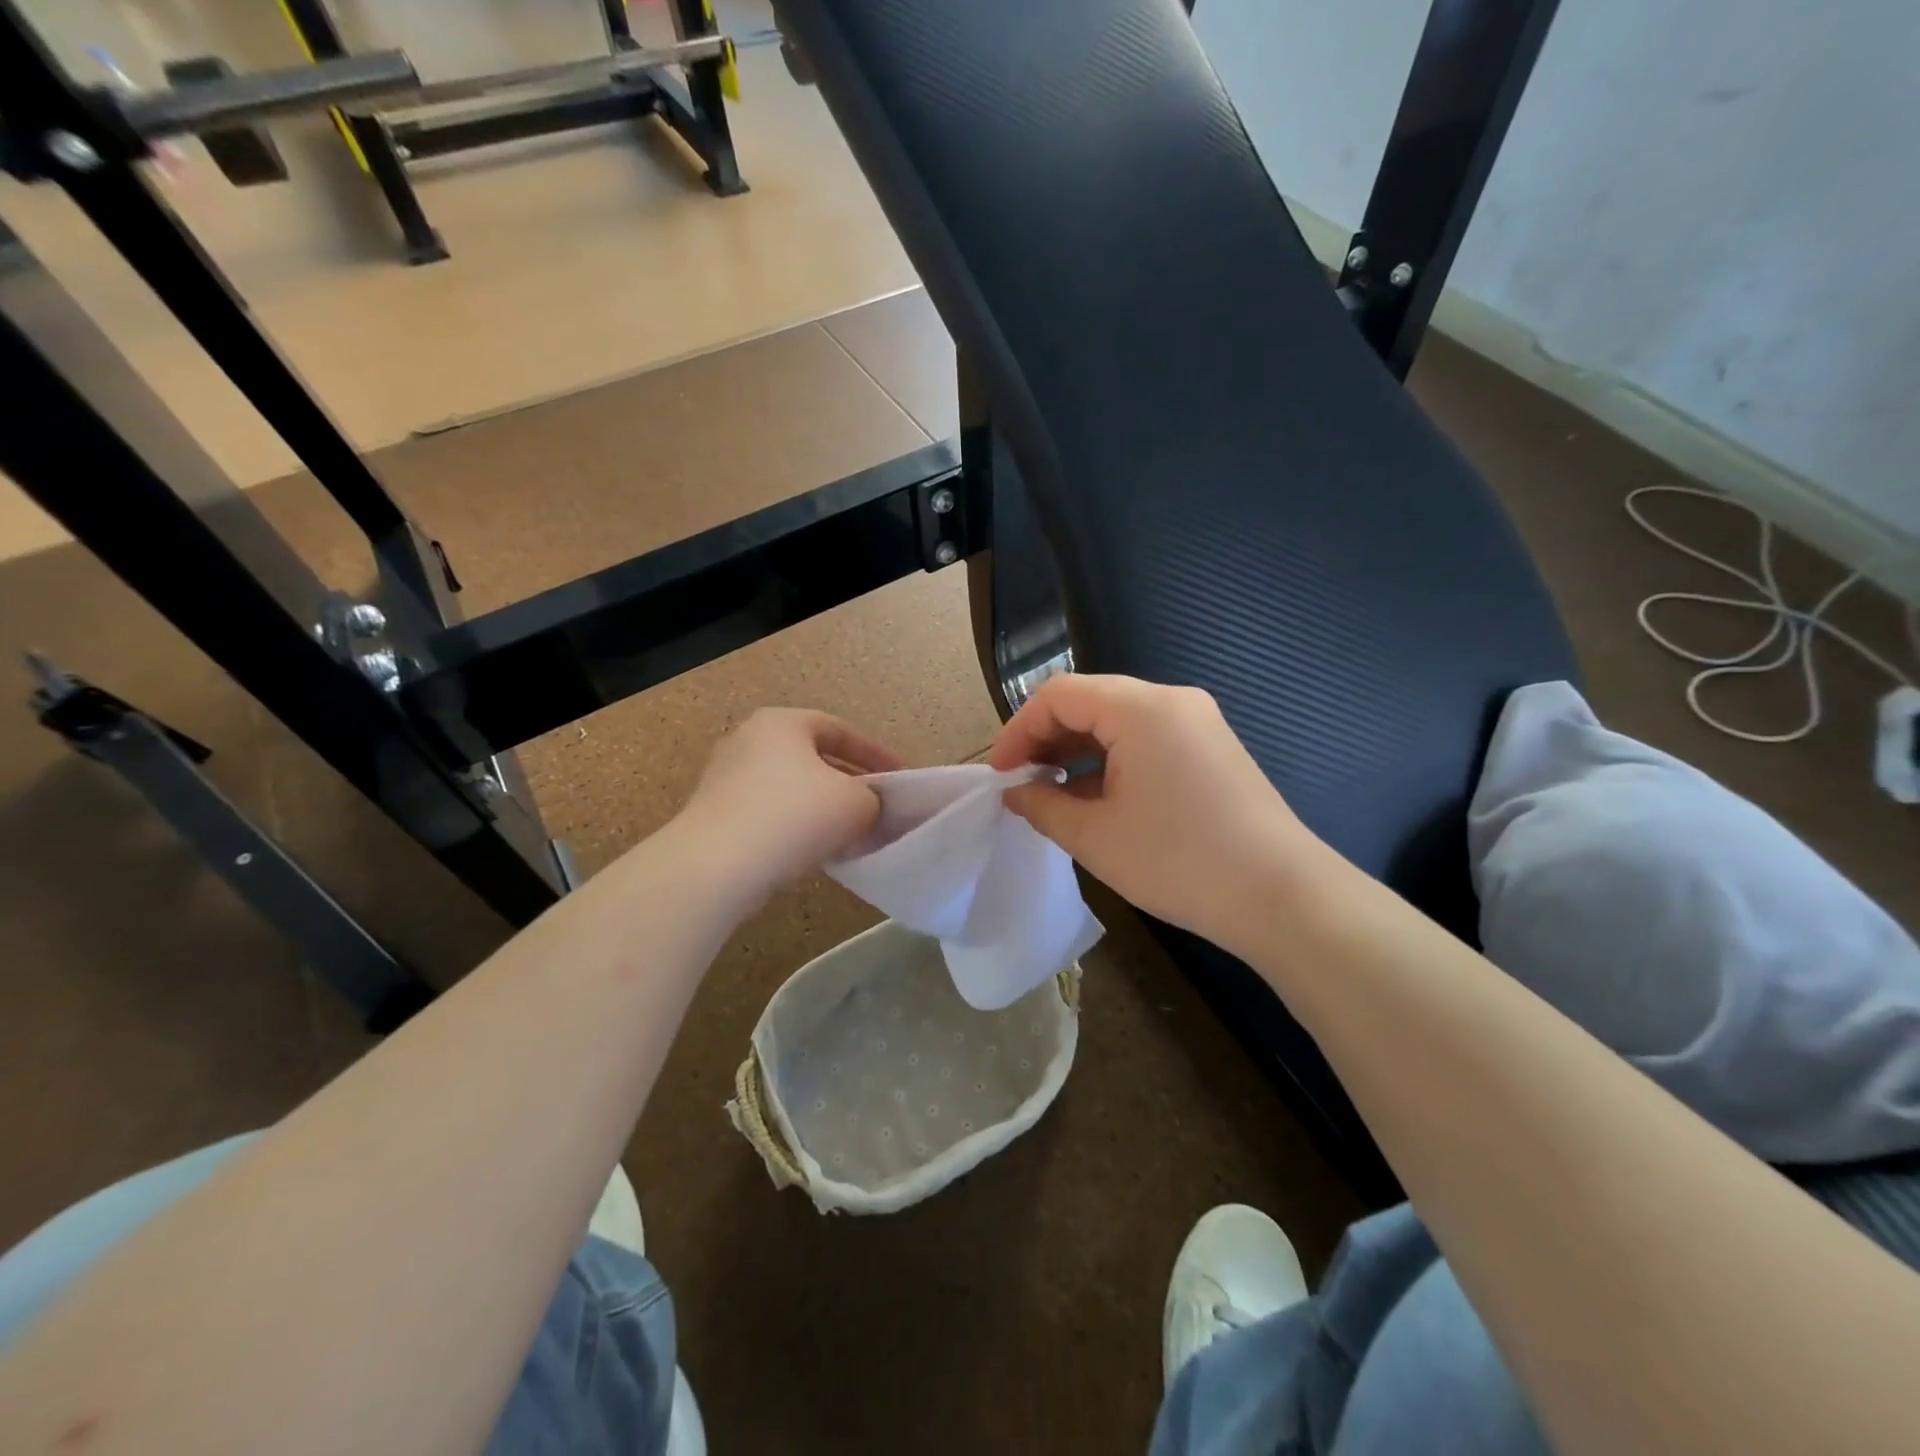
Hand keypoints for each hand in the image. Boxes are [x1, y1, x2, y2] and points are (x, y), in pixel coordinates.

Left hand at [678, 708, 902, 898]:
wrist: (717, 866)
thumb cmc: (794, 816)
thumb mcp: (856, 803)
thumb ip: (873, 798)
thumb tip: (868, 807)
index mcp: (782, 723)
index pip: (840, 730)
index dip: (876, 754)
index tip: (900, 777)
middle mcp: (749, 741)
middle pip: (813, 759)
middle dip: (848, 783)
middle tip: (876, 806)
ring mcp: (726, 778)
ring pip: (791, 789)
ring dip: (823, 809)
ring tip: (851, 835)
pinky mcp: (715, 815)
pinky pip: (769, 815)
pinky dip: (795, 828)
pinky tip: (814, 853)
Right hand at [989, 675, 1331, 955]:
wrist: (1283, 898)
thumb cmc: (1179, 862)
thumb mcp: (1096, 837)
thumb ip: (1043, 806)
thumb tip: (1016, 793)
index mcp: (1140, 708)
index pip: (1059, 695)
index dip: (1019, 729)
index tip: (1000, 774)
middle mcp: (1171, 700)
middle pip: (1090, 701)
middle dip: (1047, 738)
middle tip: (1022, 783)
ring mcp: (1198, 722)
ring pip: (1118, 720)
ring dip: (1078, 750)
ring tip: (1053, 793)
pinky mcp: (1212, 748)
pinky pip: (1147, 739)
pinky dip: (1112, 760)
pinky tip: (1096, 798)